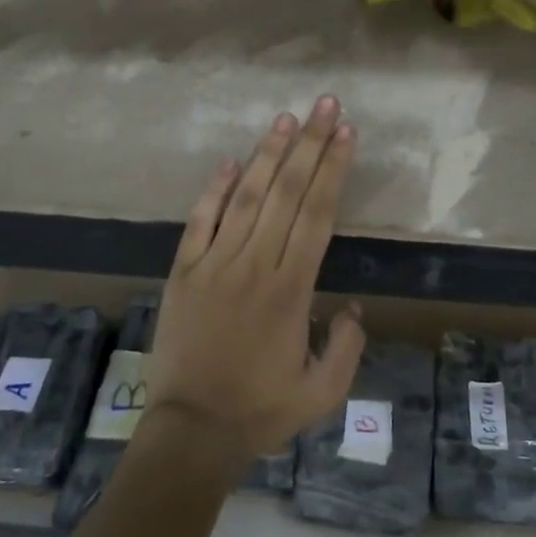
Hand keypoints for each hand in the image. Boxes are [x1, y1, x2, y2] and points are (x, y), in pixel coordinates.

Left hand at [143, 96, 365, 468]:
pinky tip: (231, 162)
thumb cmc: (260, 412)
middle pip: (286, 193)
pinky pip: (199, 222)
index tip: (346, 133)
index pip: (317, 214)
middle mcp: (254, 265)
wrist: (190, 432)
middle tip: (325, 105)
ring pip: (245, 197)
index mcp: (291, 289)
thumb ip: (347, 348)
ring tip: (284, 119)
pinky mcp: (183, 272)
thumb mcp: (322, 394)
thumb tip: (352, 308)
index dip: (333, 169)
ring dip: (267, 155)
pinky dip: (214, 190)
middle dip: (309, 144)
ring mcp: (214, 264)